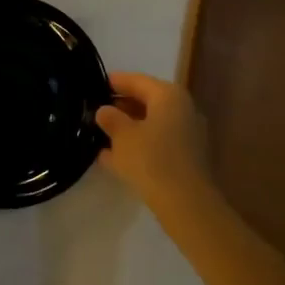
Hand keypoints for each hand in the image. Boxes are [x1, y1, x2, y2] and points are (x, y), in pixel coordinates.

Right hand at [96, 72, 212, 210]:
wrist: (186, 204)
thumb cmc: (151, 159)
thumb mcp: (122, 136)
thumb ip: (110, 118)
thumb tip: (104, 110)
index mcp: (168, 96)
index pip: (138, 80)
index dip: (116, 81)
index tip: (97, 83)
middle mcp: (183, 109)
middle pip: (147, 101)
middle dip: (121, 106)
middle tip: (97, 110)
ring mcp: (187, 135)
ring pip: (152, 124)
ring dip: (129, 128)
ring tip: (102, 133)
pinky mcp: (186, 158)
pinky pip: (157, 143)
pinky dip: (138, 146)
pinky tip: (114, 157)